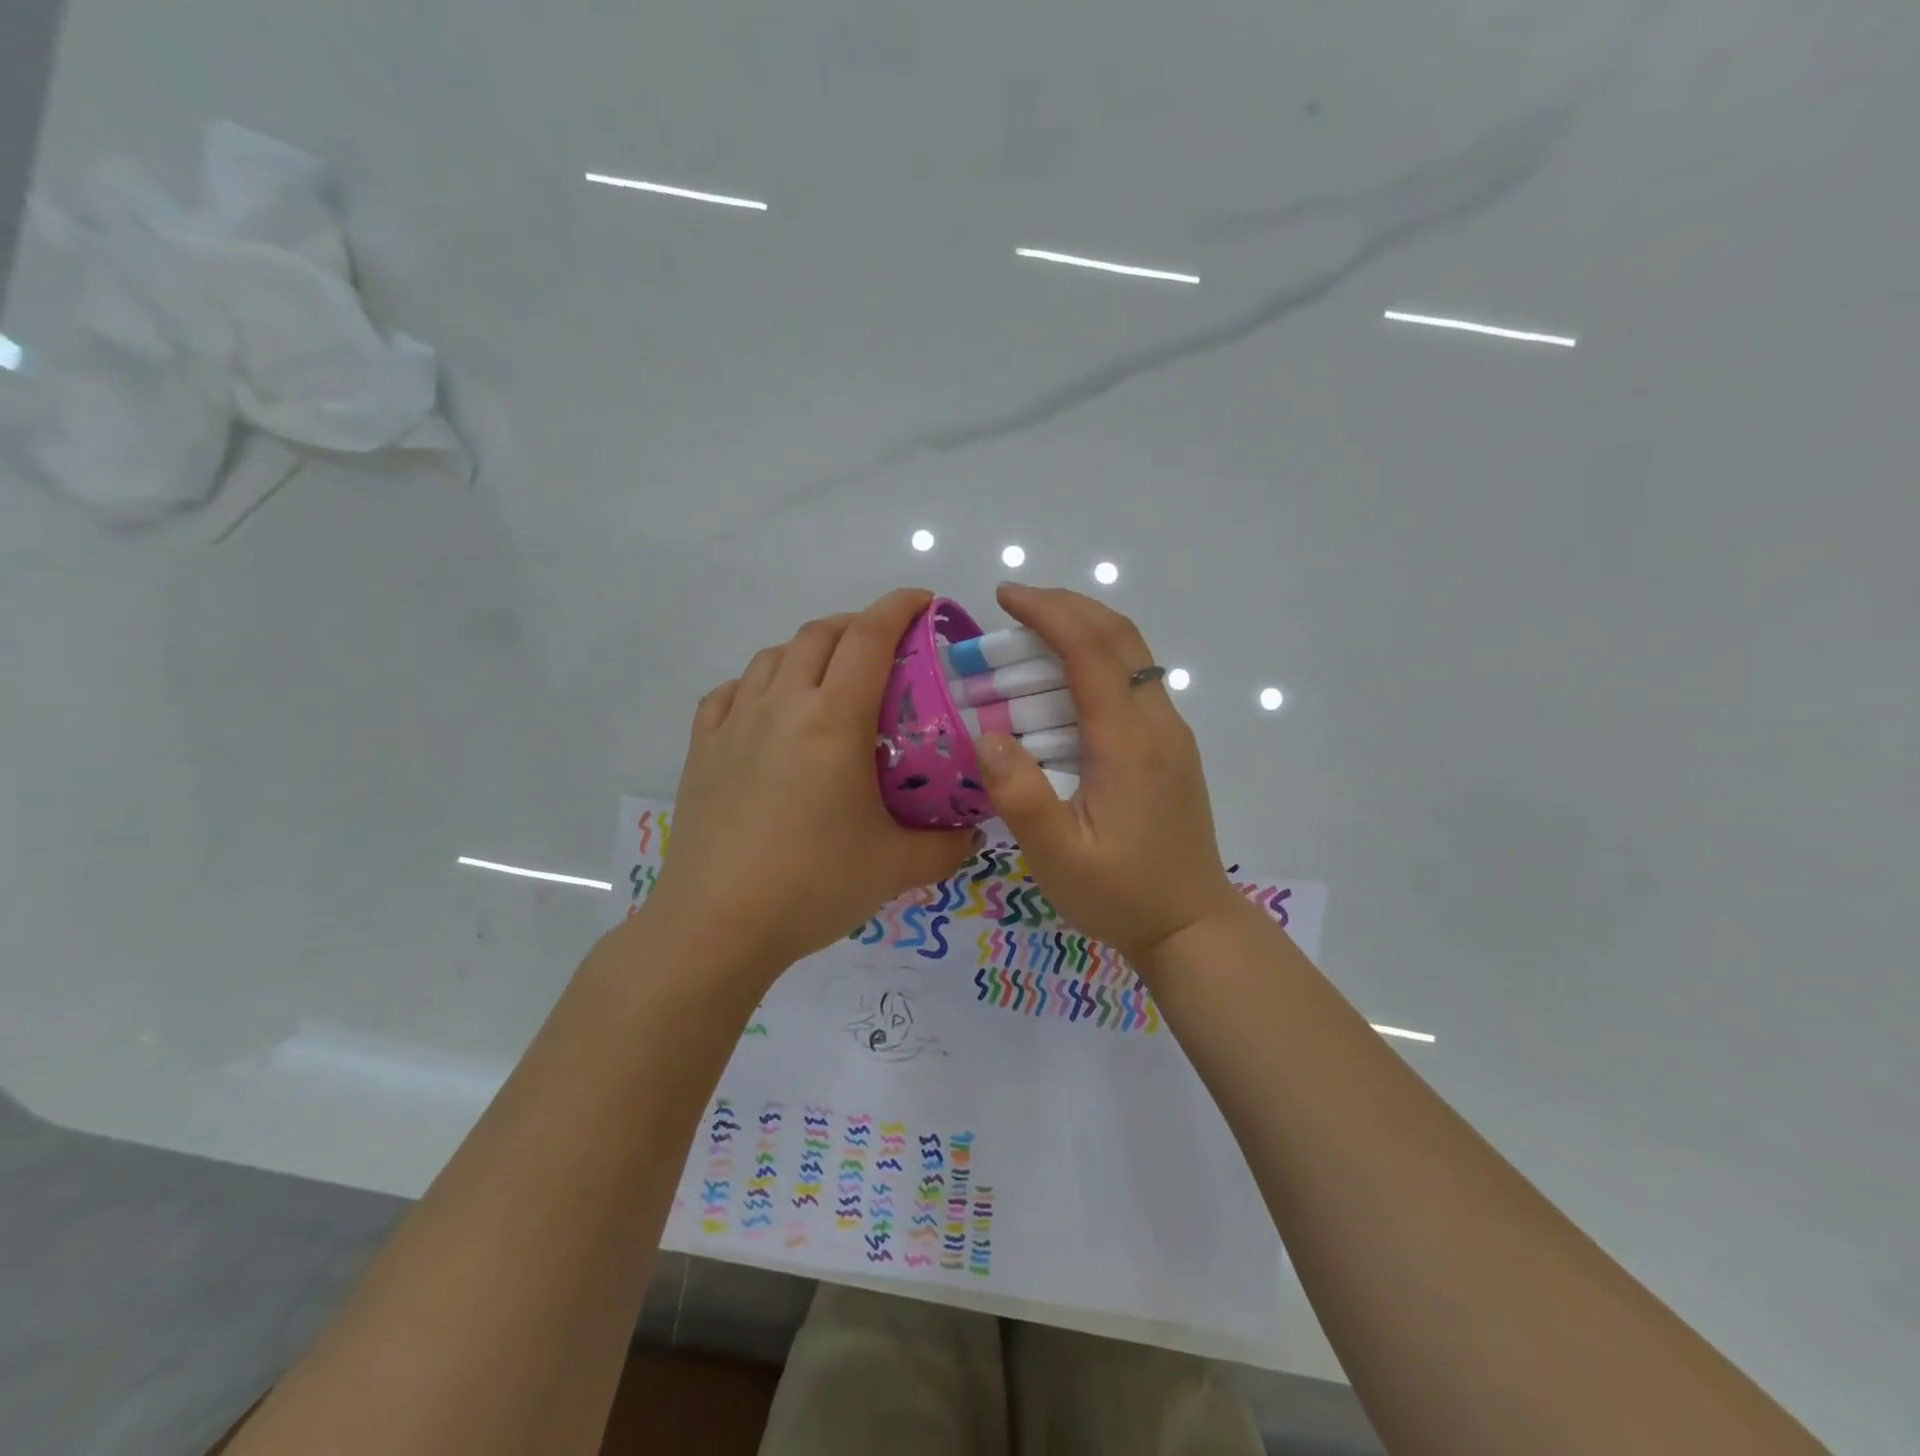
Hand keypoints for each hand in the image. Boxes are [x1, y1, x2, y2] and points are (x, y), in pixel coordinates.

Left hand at [648, 589, 979, 977]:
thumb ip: (946, 846)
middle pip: (819, 634)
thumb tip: (974, 834)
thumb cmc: (813, 886)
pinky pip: (729, 693)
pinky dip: (756, 684)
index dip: (899, 608)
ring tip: (829, 676)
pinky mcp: (702, 750)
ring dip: (807, 650)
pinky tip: (767, 709)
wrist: (716, 926)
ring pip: (772, 657)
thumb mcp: (896, 868)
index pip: (869, 637)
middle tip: (885, 648)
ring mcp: (735, 724)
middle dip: (857, 624)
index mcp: (834, 719)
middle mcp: (782, 705)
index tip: (924, 602)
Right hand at [971, 583, 1242, 962]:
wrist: (1192, 926)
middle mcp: (1158, 724)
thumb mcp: (1057, 856)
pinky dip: (1096, 661)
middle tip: (1015, 606)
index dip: (1048, 611)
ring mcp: (1171, 734)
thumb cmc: (1121, 895)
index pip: (1090, 650)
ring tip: (1032, 636)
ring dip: (1083, 631)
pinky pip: (1133, 683)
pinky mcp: (1170, 749)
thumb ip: (1019, 794)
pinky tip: (1062, 685)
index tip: (1004, 595)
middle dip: (1067, 606)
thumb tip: (986, 734)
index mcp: (1129, 742)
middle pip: (1120, 636)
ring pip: (1132, 655)